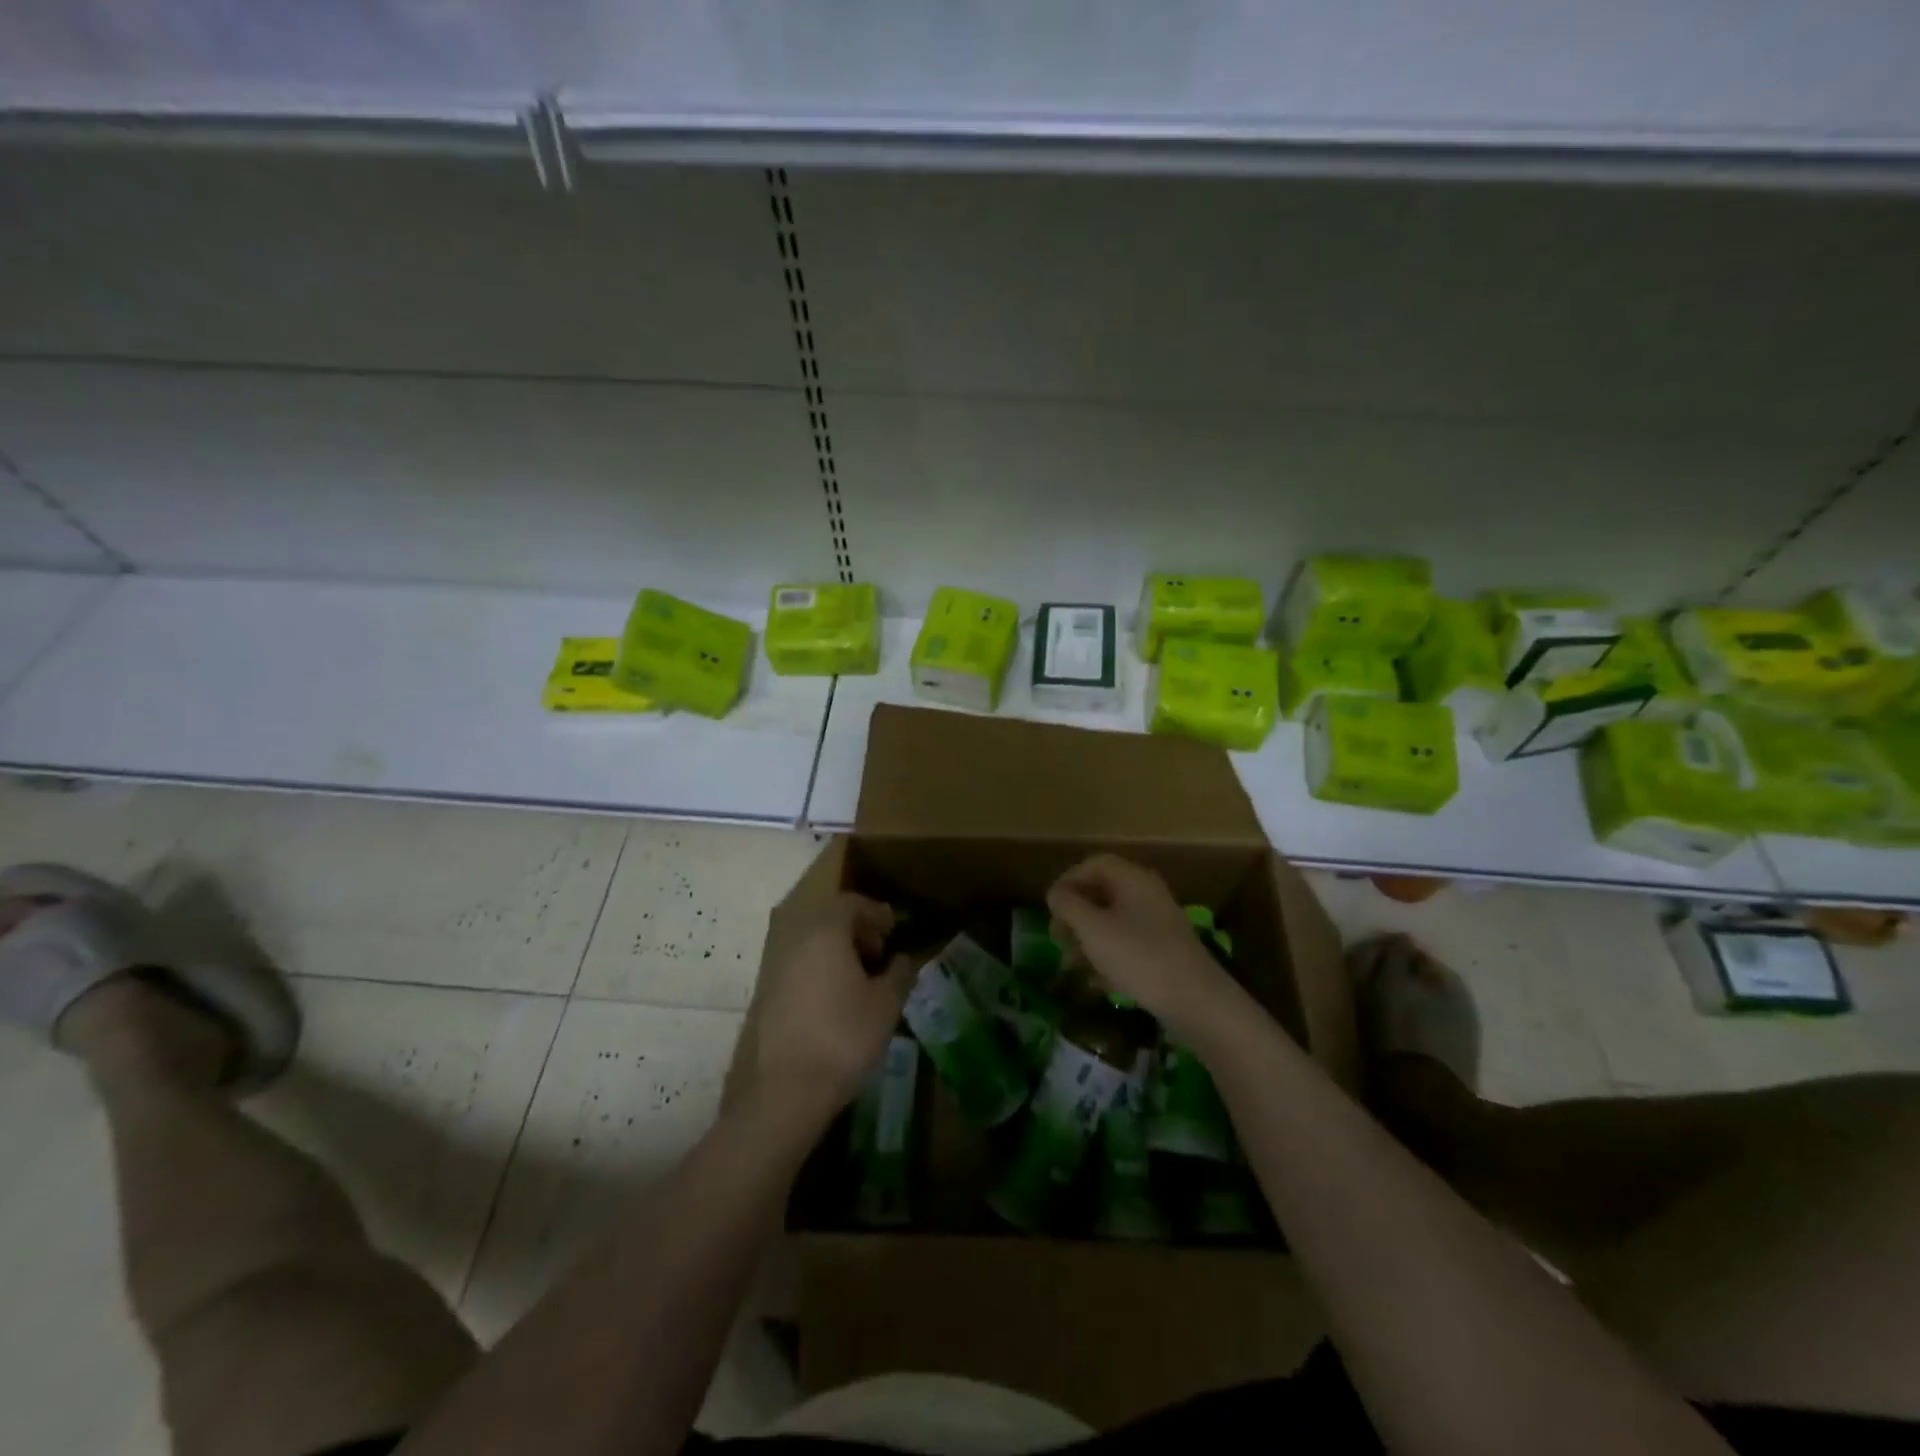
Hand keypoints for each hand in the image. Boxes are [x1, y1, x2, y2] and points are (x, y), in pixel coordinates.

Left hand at [735, 893, 911, 1132]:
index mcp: (824, 931)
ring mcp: (773, 966)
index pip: (850, 902)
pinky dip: (818, 969)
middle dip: (855, 930)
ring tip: (859, 979)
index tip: (893, 930)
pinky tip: (834, 1000)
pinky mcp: (762, 994)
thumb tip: (903, 959)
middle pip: (826, 919)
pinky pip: (797, 965)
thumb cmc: (842, 1038)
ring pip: (809, 942)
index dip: (875, 913)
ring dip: (835, 951)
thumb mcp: (886, 1006)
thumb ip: (899, 974)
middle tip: (878, 954)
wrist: (781, 1092)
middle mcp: (793, 939)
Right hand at [1047, 855, 1243, 1042]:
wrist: (1195, 1000)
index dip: (1068, 880)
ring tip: (1072, 965)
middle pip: (1102, 893)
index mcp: (1133, 879)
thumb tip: (1055, 893)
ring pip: (1113, 921)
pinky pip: (1128, 944)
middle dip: (1075, 914)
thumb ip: (1068, 905)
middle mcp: (1148, 894)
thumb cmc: (1138, 956)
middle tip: (1057, 938)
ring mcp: (1159, 923)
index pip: (1094, 865)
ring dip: (1088, 939)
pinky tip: (1097, 983)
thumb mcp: (1093, 928)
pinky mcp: (1165, 950)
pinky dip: (1109, 957)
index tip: (1050, 907)